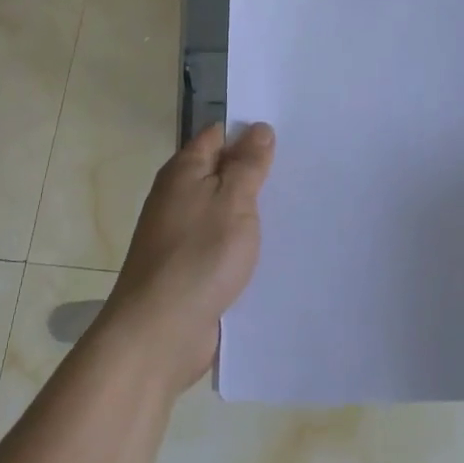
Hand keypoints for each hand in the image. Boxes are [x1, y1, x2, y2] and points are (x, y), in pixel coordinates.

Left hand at [102, 122, 275, 393]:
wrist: (158, 334)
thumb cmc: (198, 257)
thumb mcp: (232, 202)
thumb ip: (247, 165)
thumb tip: (258, 128)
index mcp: (184, 171)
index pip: (218, 135)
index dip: (250, 132)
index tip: (289, 135)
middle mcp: (178, 197)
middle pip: (222, 173)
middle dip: (257, 173)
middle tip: (304, 170)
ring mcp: (182, 235)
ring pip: (225, 211)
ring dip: (253, 212)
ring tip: (299, 208)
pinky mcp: (190, 269)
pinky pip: (222, 245)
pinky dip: (244, 245)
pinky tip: (275, 251)